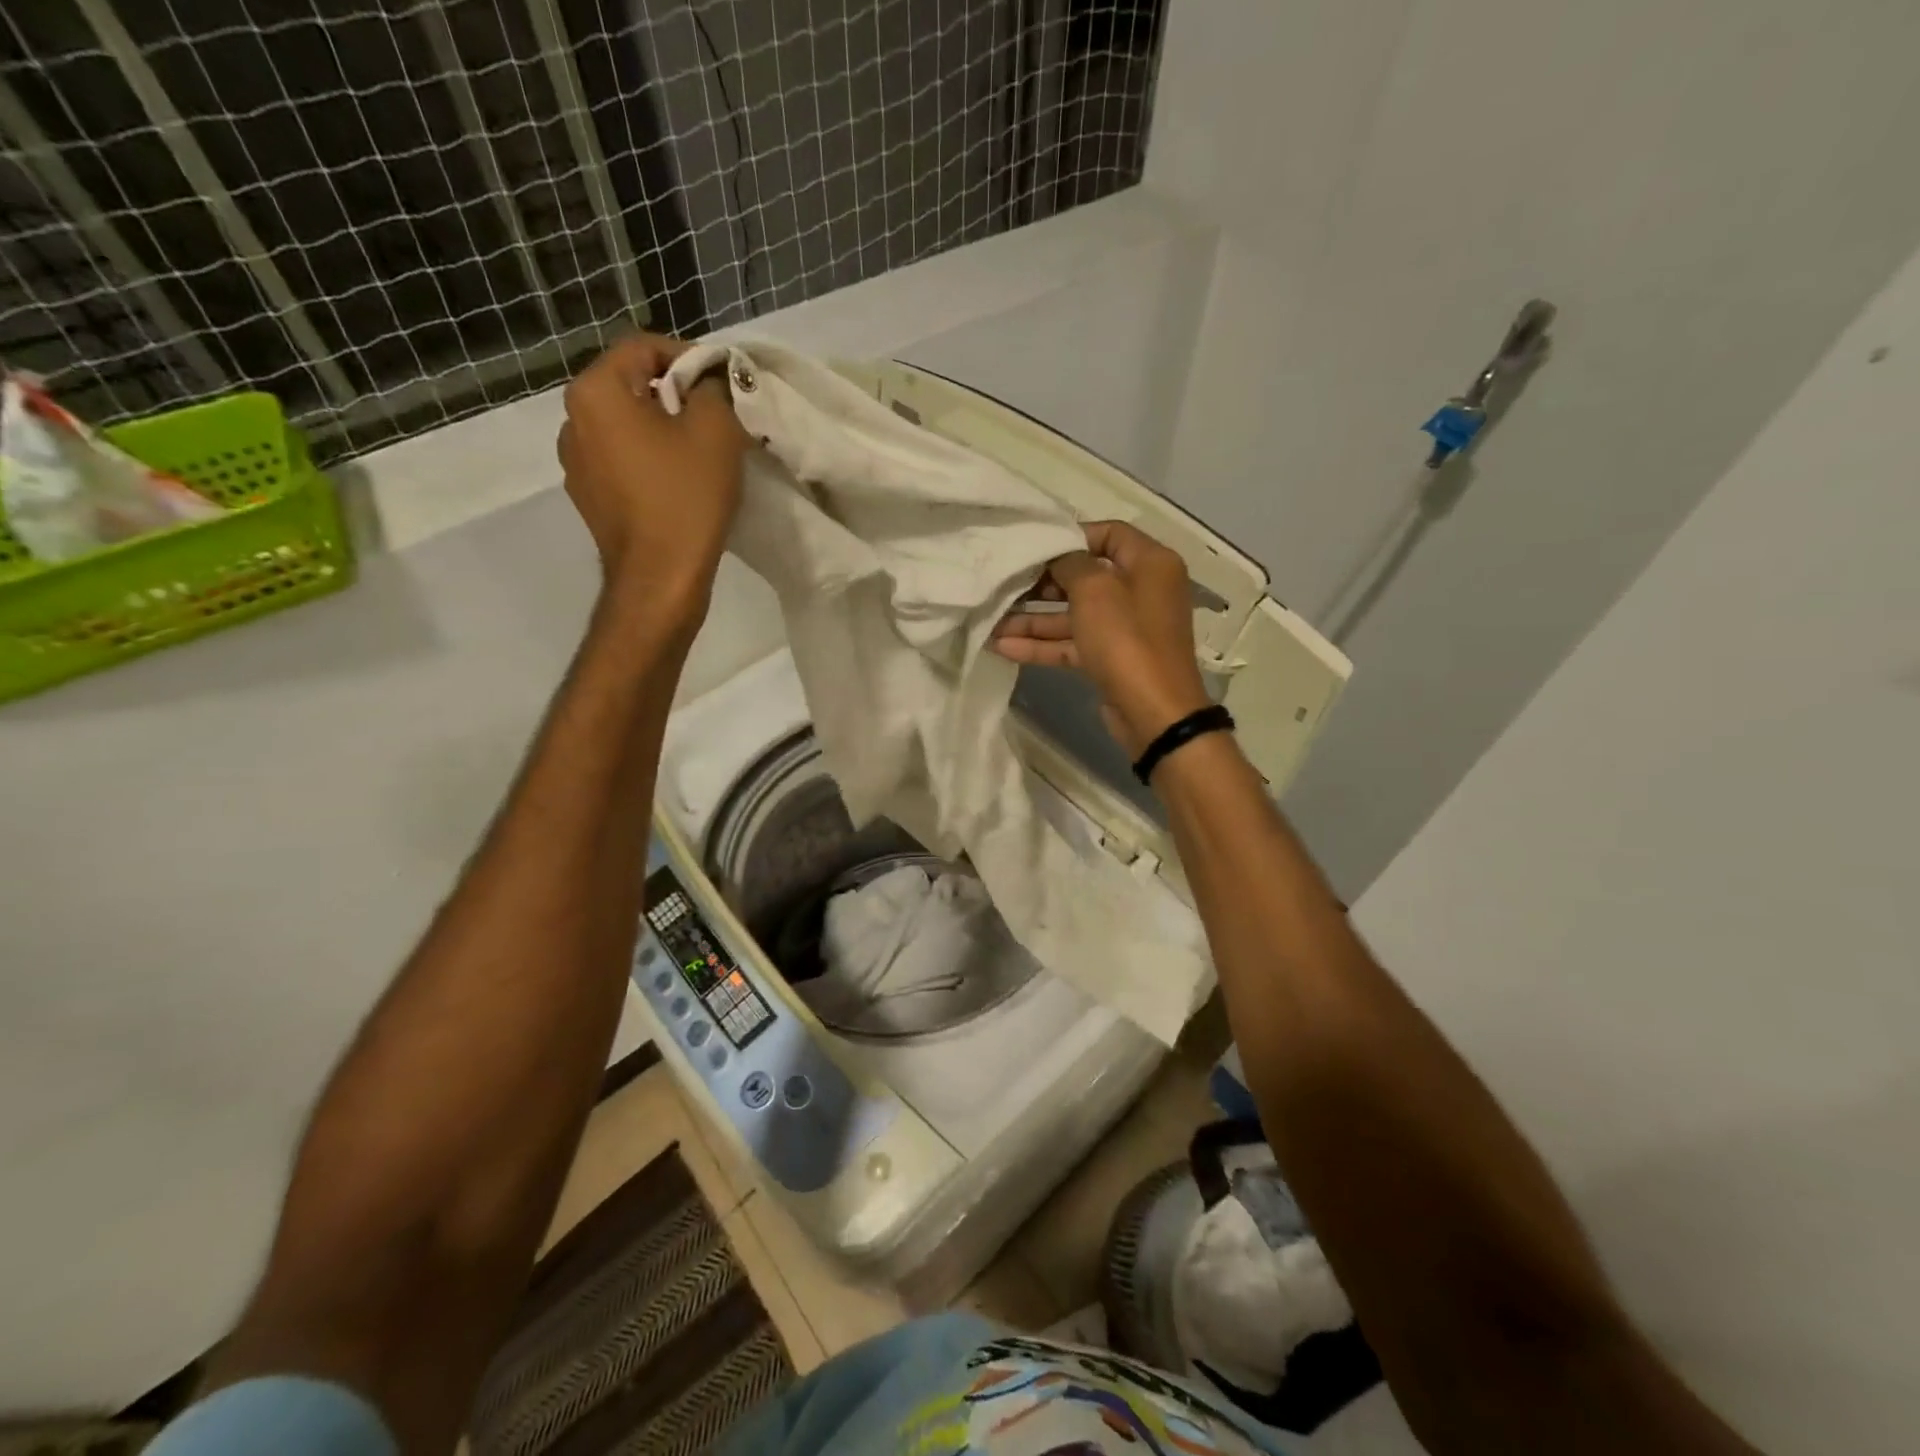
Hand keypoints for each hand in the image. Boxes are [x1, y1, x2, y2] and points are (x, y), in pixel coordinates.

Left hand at [557, 333, 750, 603]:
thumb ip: (713, 388)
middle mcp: (572, 420)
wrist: (660, 578)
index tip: (721, 384)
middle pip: (630, 386)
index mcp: (596, 392)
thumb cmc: (686, 498)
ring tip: (697, 454)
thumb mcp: (716, 430)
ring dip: (660, 430)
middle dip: (674, 395)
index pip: (642, 347)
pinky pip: (621, 461)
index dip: (688, 356)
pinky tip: (677, 485)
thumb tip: (707, 381)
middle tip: (715, 419)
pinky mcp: (588, 498)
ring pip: (625, 426)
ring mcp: (575, 463)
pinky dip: (648, 461)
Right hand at [991, 519, 1212, 757]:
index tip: (1035, 547)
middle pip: (1086, 576)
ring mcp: (1125, 628)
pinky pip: (1073, 643)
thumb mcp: (1095, 590)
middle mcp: (1141, 590)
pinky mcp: (1111, 659)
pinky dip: (1042, 645)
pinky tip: (1003, 646)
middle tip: (1007, 584)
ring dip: (1034, 618)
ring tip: (992, 620)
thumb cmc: (1127, 639)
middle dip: (1043, 583)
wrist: (1153, 713)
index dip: (1071, 536)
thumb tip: (1058, 557)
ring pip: (1074, 614)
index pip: (1109, 533)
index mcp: (1150, 563)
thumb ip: (1071, 563)